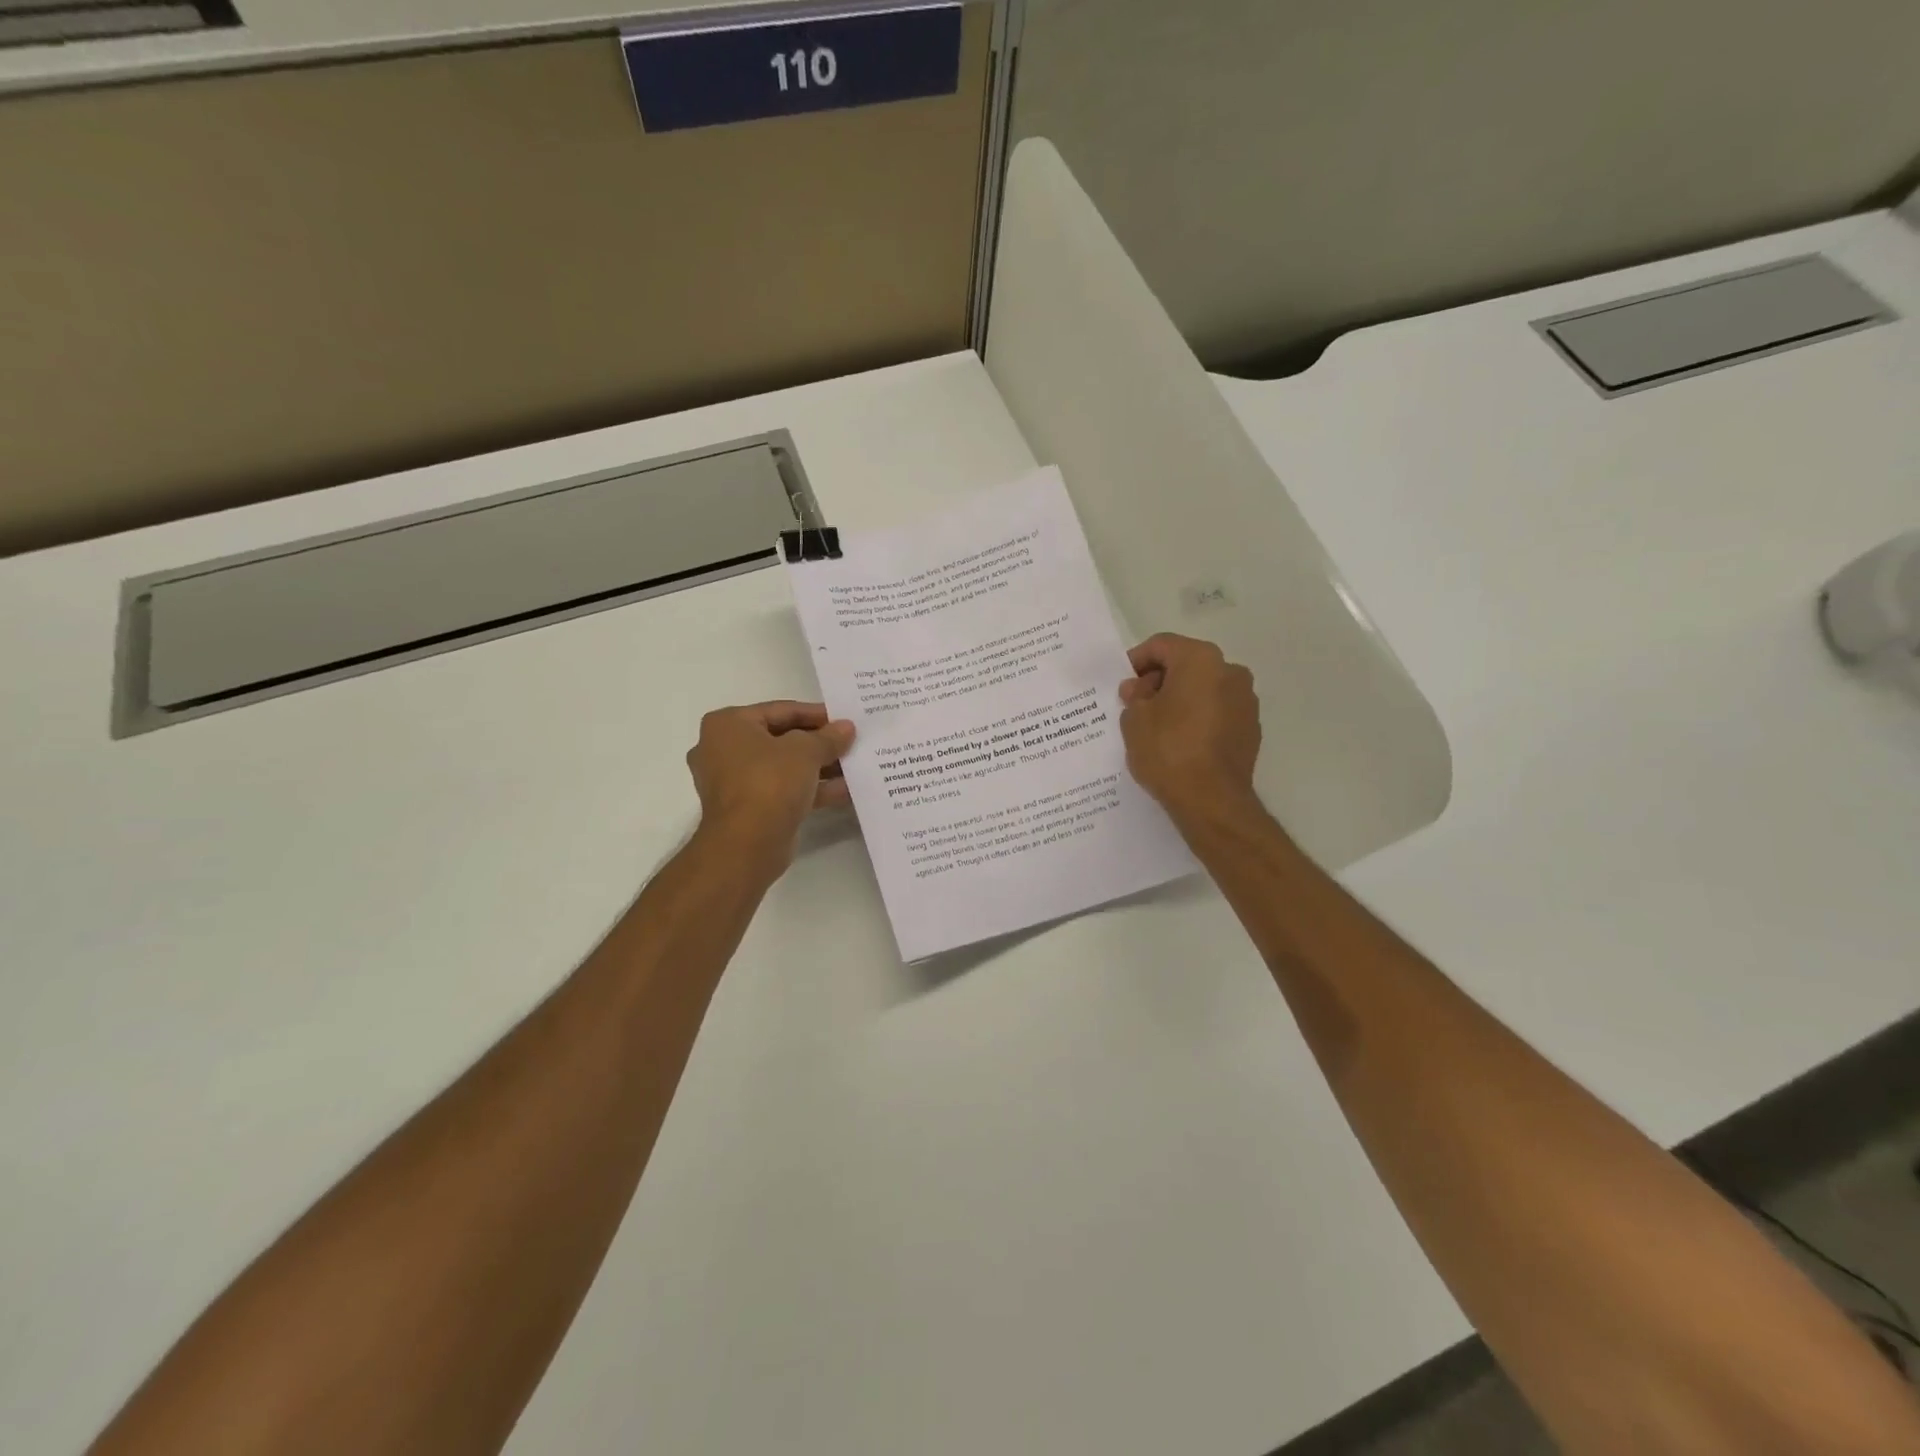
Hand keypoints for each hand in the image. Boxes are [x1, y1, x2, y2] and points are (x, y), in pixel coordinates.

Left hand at [686, 701, 855, 878]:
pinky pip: (783, 791)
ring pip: (783, 767)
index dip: (816, 713)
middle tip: (850, 741)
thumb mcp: (805, 751)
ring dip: (818, 767)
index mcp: (728, 725)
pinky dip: (810, 789)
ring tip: (853, 765)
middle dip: (818, 742)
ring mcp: (734, 782)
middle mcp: (723, 750)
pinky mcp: (748, 809)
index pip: (780, 710)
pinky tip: (846, 790)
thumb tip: (846, 728)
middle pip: (781, 739)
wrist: (747, 845)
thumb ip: (828, 737)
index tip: (844, 718)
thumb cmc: (769, 782)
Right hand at [1118, 634, 1261, 825]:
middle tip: (1135, 705)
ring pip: (1203, 689)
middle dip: (1159, 680)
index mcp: (1200, 660)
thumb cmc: (1168, 750)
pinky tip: (1179, 742)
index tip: (1122, 684)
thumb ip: (1134, 696)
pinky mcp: (1250, 729)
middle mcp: (1230, 672)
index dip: (1136, 661)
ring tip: (1156, 726)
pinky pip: (1217, 712)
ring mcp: (1245, 701)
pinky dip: (1197, 718)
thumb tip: (1140, 689)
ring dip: (1179, 699)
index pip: (1162, 645)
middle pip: (1186, 664)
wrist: (1211, 800)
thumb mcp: (1134, 719)